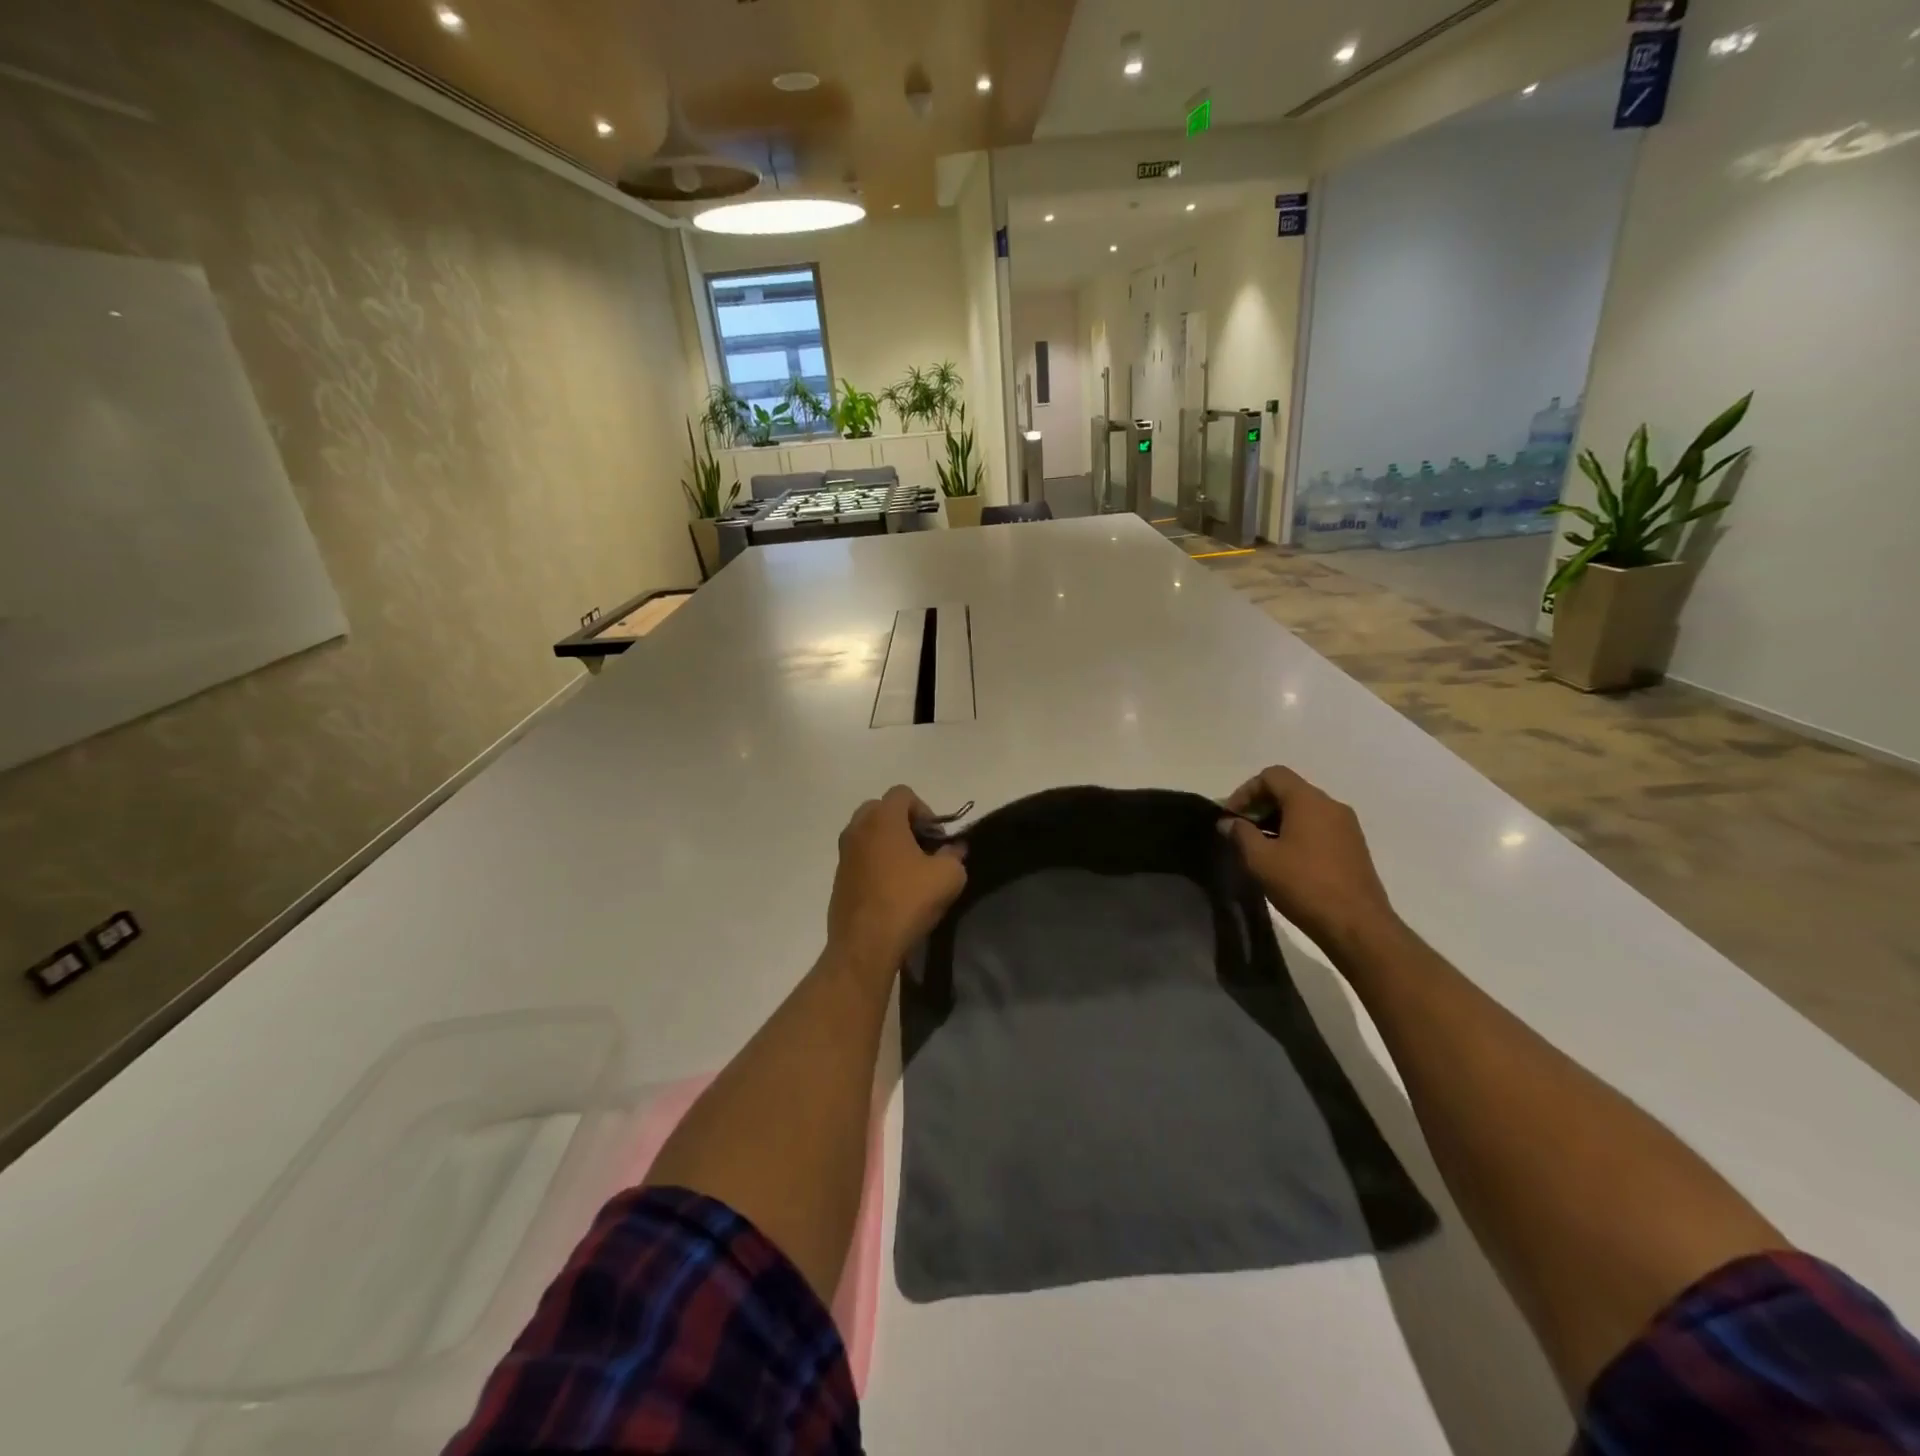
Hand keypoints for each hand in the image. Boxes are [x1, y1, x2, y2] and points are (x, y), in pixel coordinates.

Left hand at [827, 786, 966, 981]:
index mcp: (882, 819)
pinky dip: (875, 863)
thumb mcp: (949, 876)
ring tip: (908, 871)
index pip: (902, 793)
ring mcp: (844, 854)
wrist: (864, 945)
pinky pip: (859, 858)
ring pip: (868, 834)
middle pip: (881, 809)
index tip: (936, 838)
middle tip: (922, 848)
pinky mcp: (838, 878)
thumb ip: (955, 855)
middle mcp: (857, 829)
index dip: (925, 810)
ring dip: (888, 844)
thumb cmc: (908, 901)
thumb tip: (954, 849)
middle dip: (904, 823)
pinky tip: (892, 890)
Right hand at [1220, 766, 1397, 954]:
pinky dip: (1296, 833)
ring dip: (1277, 821)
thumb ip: (1240, 834)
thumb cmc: (1304, 886)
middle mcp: (1331, 805)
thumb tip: (1228, 822)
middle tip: (1240, 832)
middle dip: (1259, 806)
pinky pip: (1318, 827)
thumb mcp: (1260, 860)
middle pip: (1289, 790)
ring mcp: (1346, 826)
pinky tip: (1284, 860)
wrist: (1358, 926)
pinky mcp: (1353, 847)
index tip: (1231, 817)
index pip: (1272, 775)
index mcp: (1309, 801)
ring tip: (1259, 848)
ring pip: (1304, 809)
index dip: (1245, 791)